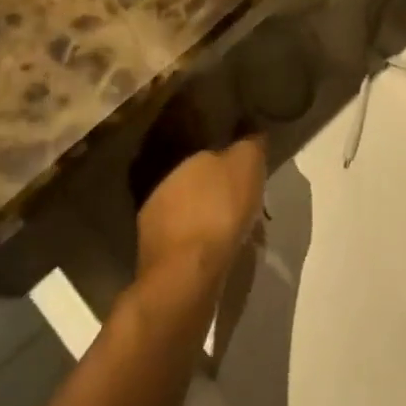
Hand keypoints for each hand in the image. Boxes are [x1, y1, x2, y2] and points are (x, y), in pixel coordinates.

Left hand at [135, 134, 266, 295]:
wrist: (189, 271)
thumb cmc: (220, 211)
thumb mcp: (246, 165)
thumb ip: (249, 145)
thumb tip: (252, 135)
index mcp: (184, 161)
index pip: (210, 155)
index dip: (230, 165)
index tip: (247, 177)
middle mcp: (164, 185)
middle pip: (198, 184)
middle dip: (216, 193)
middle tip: (241, 206)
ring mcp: (153, 222)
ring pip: (188, 213)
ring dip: (205, 219)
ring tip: (230, 233)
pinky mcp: (154, 255)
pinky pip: (184, 241)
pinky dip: (198, 244)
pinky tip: (214, 253)